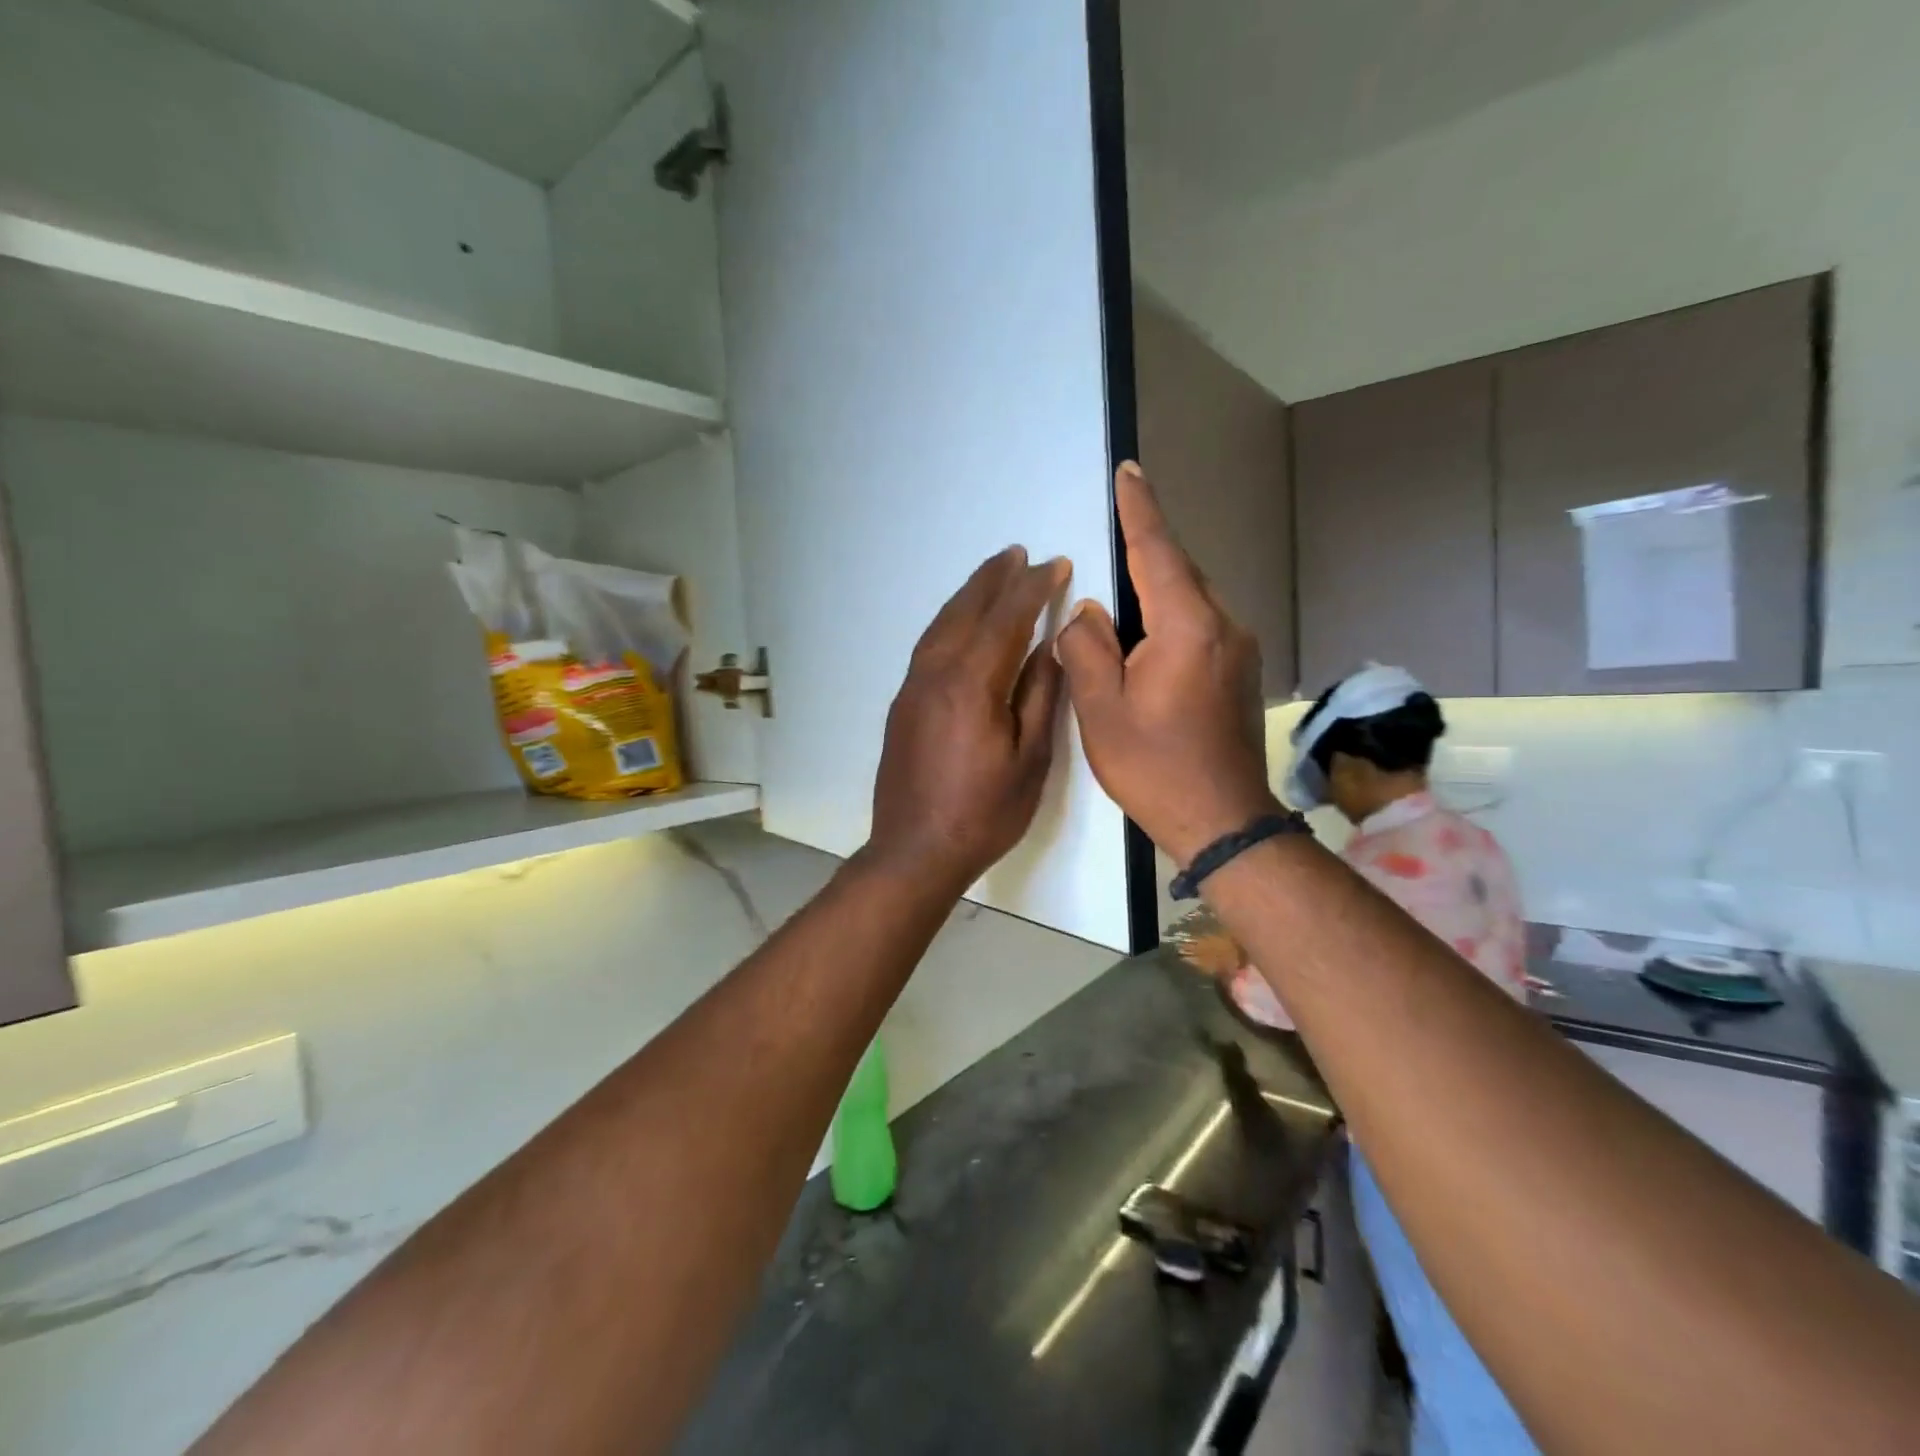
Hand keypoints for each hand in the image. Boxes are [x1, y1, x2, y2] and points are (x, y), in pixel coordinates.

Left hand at [867, 546, 1068, 891]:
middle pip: (966, 611)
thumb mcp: (1030, 760)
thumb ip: (1039, 697)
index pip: (1006, 619)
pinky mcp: (902, 704)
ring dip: (968, 595)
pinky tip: (962, 624)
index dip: (1032, 589)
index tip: (1055, 565)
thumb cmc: (983, 813)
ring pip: (941, 625)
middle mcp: (935, 674)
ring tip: (992, 574)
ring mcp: (912, 688)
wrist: (914, 851)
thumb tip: (1048, 647)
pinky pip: (929, 645)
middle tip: (1019, 553)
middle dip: (995, 579)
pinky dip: (950, 622)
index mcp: (971, 684)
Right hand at [1056, 464, 1278, 865]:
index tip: (1129, 471)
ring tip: (1120, 599)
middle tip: (1113, 532)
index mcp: (1187, 627)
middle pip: (1179, 572)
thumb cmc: (1154, 767)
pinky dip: (1170, 618)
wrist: (1223, 821)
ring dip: (1156, 589)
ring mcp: (1239, 650)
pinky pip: (1201, 625)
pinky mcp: (1239, 672)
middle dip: (1146, 550)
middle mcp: (1223, 626)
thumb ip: (1087, 649)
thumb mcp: (1101, 709)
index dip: (1140, 509)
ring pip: (1191, 600)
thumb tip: (1088, 612)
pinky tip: (1146, 640)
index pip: (1158, 551)